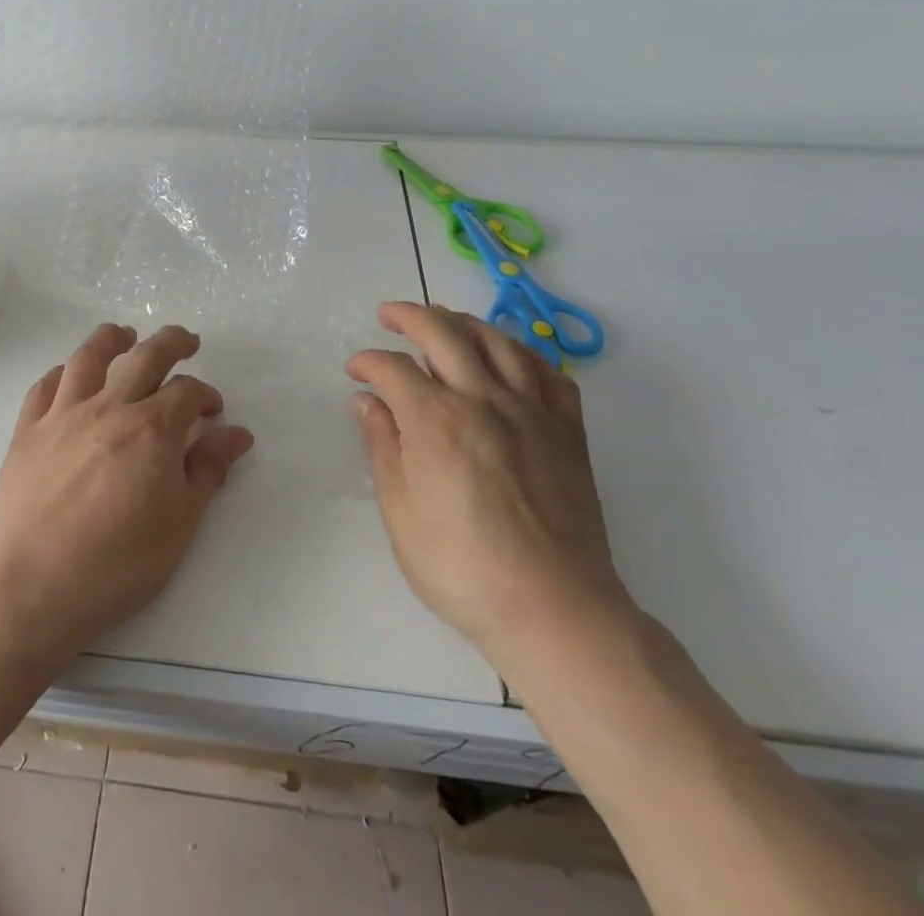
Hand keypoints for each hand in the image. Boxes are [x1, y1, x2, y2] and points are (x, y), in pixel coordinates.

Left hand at [0, 324, 254, 668]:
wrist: (34, 588)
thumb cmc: (118, 565)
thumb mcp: (179, 524)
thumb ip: (207, 470)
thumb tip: (237, 433)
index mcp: (152, 430)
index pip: (187, 391)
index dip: (206, 395)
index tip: (213, 411)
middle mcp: (109, 408)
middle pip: (145, 356)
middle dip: (172, 342)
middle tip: (187, 341)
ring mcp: (62, 415)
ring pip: (89, 356)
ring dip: (112, 339)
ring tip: (125, 335)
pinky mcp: (27, 431)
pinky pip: (44, 387)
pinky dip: (61, 373)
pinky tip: (69, 376)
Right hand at [346, 302, 633, 672]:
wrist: (554, 609)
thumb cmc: (462, 567)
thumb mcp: (400, 512)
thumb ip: (383, 447)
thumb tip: (366, 402)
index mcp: (435, 419)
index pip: (392, 367)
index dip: (367, 362)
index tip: (355, 371)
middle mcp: (483, 399)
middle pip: (443, 332)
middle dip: (409, 315)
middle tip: (388, 314)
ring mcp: (531, 411)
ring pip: (498, 341)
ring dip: (464, 321)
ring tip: (444, 321)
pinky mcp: (568, 431)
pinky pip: (548, 373)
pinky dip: (523, 354)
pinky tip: (509, 358)